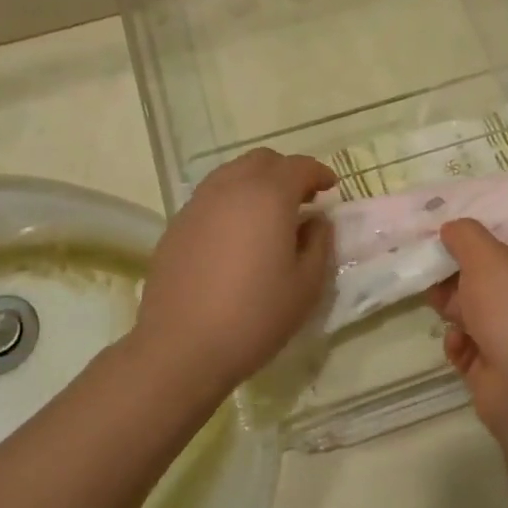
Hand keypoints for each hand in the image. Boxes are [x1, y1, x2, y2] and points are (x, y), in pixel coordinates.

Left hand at [133, 150, 335, 397]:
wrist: (182, 347)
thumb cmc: (254, 316)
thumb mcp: (306, 285)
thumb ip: (318, 243)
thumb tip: (315, 221)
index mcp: (268, 196)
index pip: (299, 166)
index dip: (319, 173)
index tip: (331, 188)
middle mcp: (230, 188)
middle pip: (262, 160)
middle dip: (286, 172)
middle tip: (302, 199)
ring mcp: (198, 204)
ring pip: (232, 173)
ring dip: (256, 183)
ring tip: (268, 215)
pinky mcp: (176, 225)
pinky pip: (210, 197)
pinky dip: (231, 201)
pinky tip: (235, 235)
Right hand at [427, 219, 507, 437]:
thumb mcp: (487, 258)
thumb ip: (466, 236)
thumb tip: (452, 229)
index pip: (507, 248)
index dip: (475, 243)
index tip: (443, 240)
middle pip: (485, 281)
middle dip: (456, 279)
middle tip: (433, 277)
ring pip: (473, 313)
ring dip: (453, 310)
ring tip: (443, 312)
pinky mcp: (498, 369)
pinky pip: (469, 346)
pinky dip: (458, 343)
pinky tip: (456, 344)